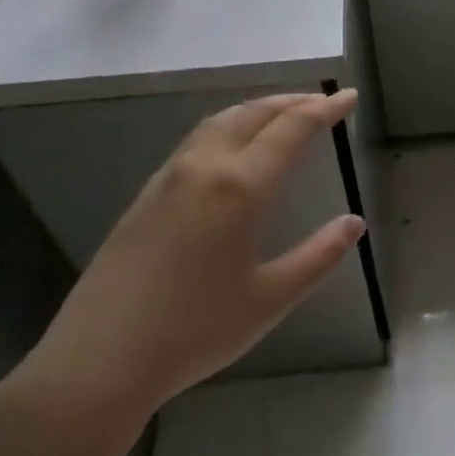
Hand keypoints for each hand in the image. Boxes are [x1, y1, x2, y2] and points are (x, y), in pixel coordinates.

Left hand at [0, 91, 365, 455]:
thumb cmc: (197, 330)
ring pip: (217, 124)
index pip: (291, 130)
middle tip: (321, 102)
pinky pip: (194, 144)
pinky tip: (231, 153)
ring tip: (280, 117)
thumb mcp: (271, 298)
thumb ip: (318, 256)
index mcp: (239, 188)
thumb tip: (353, 224)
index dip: (324, 110)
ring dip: (255, 111)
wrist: (101, 358)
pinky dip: (226, 130)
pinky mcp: (145, 198)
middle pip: (250, 115)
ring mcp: (166, 180)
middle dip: (290, 102)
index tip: (350, 97)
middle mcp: (202, 169)